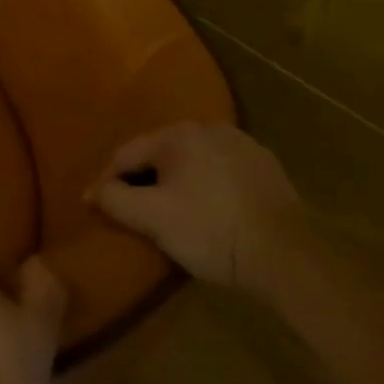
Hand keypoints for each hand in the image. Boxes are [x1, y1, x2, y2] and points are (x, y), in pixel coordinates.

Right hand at [91, 122, 299, 287]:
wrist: (291, 255)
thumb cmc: (212, 230)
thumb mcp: (153, 218)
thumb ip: (115, 200)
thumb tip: (93, 192)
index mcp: (177, 134)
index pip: (126, 154)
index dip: (107, 181)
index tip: (95, 206)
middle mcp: (209, 128)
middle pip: (160, 154)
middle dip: (142, 179)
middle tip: (132, 210)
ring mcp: (242, 145)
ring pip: (192, 162)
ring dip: (176, 182)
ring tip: (169, 212)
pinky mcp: (267, 168)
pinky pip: (220, 172)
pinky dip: (206, 187)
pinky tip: (209, 212)